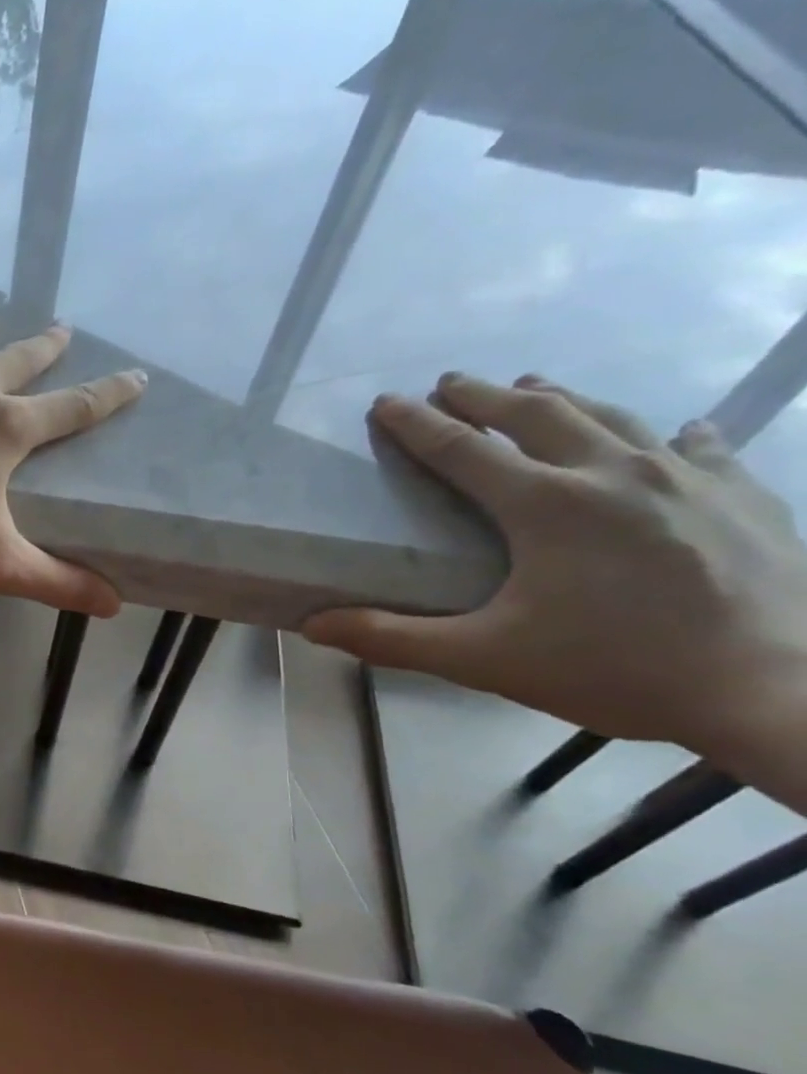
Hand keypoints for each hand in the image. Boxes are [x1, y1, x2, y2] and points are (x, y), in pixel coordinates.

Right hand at [304, 373, 806, 760]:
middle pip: (537, 414)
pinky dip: (670, 434)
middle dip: (484, 395)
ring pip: (613, 417)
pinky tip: (674, 431)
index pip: (462, 450)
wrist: (779, 691)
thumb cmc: (614, 670)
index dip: (416, 425)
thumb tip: (312, 626)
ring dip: (561, 399)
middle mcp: (614, 472)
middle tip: (450, 383)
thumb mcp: (484, 660)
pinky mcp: (744, 495)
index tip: (386, 403)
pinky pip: (701, 447)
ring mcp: (688, 478)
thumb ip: (392, 639)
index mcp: (547, 505)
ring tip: (533, 387)